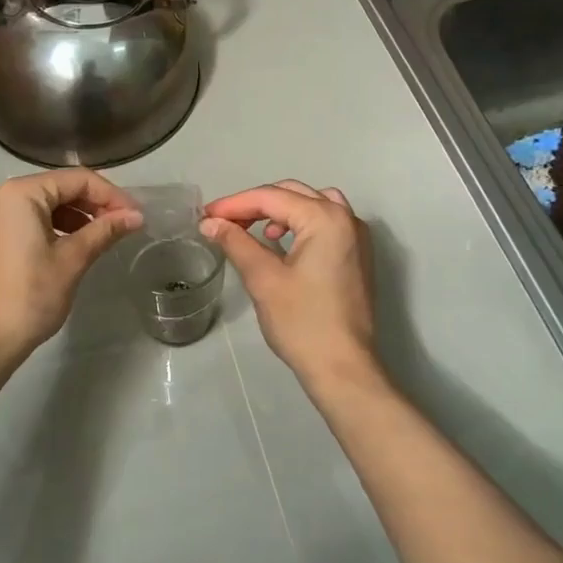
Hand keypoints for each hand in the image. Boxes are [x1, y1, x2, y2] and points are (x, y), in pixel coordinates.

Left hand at [0, 170, 141, 361]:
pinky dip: (54, 228)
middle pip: (58, 188)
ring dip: (76, 217)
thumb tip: (136, 216)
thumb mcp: (72, 260)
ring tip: (102, 238)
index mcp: (19, 193)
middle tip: (123, 227)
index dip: (111, 195)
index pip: (76, 179)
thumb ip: (104, 231)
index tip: (136, 216)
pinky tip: (74, 247)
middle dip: (94, 205)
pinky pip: (28, 221)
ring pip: (44, 205)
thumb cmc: (29, 297)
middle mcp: (0, 196)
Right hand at [201, 181, 379, 391]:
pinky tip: (281, 244)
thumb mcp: (263, 279)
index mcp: (325, 219)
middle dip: (255, 204)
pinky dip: (300, 223)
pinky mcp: (357, 256)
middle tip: (223, 221)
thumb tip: (210, 222)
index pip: (271, 197)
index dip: (235, 204)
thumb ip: (236, 243)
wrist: (343, 368)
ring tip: (254, 230)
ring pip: (312, 204)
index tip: (205, 215)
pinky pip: (326, 223)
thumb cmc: (302, 323)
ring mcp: (356, 237)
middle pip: (293, 194)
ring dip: (280, 210)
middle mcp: (346, 219)